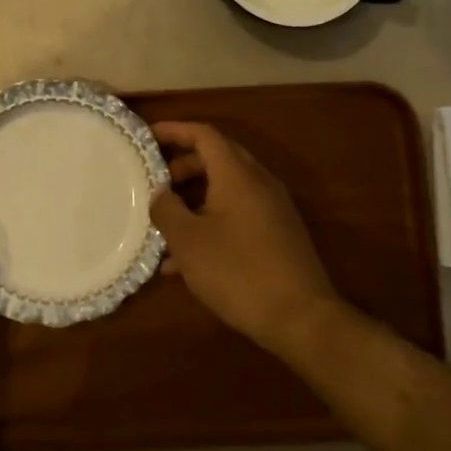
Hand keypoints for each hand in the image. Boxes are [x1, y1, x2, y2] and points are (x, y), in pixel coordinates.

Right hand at [149, 122, 342, 361]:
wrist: (302, 319)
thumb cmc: (238, 272)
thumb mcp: (188, 241)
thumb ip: (166, 209)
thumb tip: (160, 193)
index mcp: (237, 174)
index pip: (204, 134)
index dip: (174, 130)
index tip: (148, 138)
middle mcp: (258, 183)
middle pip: (217, 158)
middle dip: (182, 166)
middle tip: (155, 181)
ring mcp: (272, 210)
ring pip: (226, 189)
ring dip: (194, 199)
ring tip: (163, 225)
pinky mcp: (277, 235)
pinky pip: (237, 215)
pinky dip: (210, 222)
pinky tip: (183, 261)